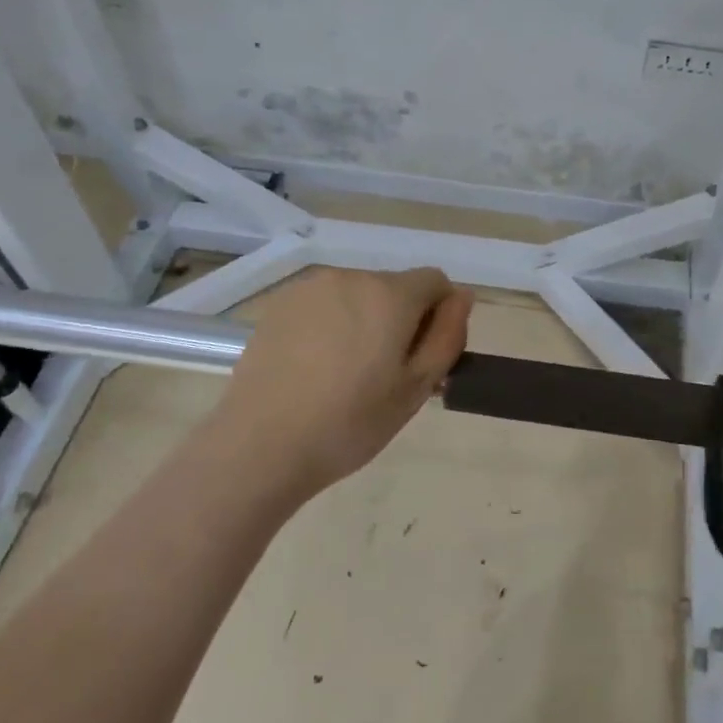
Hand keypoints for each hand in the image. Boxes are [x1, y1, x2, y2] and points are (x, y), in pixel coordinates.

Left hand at [217, 266, 472, 501]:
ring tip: (344, 373)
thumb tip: (462, 296)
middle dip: (400, 319)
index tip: (422, 358)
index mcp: (389, 295)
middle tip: (384, 375)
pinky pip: (323, 304)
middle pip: (394, 287)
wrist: (260, 445)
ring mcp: (310, 288)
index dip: (439, 316)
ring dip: (364, 320)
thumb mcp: (416, 388)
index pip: (435, 281)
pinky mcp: (279, 304)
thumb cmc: (349, 423)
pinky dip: (330, 324)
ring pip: (357, 295)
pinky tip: (313, 367)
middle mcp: (351, 277)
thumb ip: (447, 336)